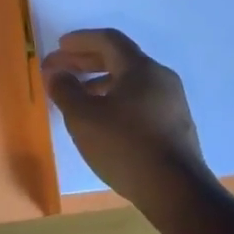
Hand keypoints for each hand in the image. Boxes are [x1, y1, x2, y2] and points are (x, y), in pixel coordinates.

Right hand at [41, 28, 210, 214]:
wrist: (178, 193)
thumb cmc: (126, 146)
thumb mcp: (83, 118)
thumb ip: (65, 90)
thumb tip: (56, 73)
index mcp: (140, 68)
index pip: (108, 40)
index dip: (80, 40)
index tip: (59, 46)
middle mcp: (160, 78)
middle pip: (119, 59)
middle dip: (87, 62)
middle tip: (62, 70)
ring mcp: (172, 103)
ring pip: (131, 82)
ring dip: (101, 83)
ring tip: (79, 97)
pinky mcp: (176, 127)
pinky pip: (141, 101)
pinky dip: (117, 100)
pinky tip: (104, 121)